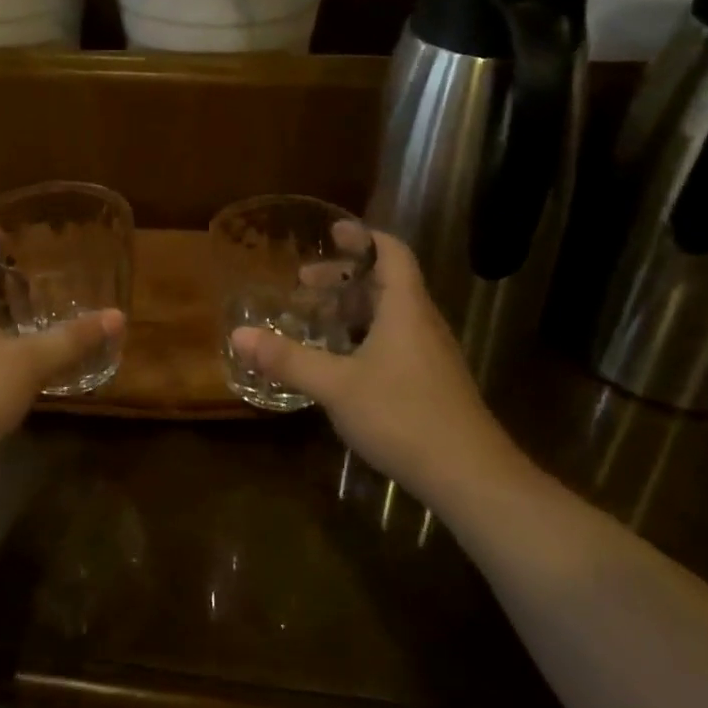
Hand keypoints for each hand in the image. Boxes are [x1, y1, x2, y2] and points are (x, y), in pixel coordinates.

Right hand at [230, 232, 512, 499]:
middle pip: (386, 282)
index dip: (363, 237)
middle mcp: (421, 323)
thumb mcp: (336, 386)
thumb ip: (288, 359)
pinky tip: (341, 362)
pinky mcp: (431, 381)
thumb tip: (238, 335)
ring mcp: (430, 354)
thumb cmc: (403, 415)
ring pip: (390, 315)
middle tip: (305, 282)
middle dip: (345, 277)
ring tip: (316, 319)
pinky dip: (364, 336)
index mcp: (405, 308)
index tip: (332, 232)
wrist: (470, 475)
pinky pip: (395, 341)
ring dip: (353, 309)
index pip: (392, 253)